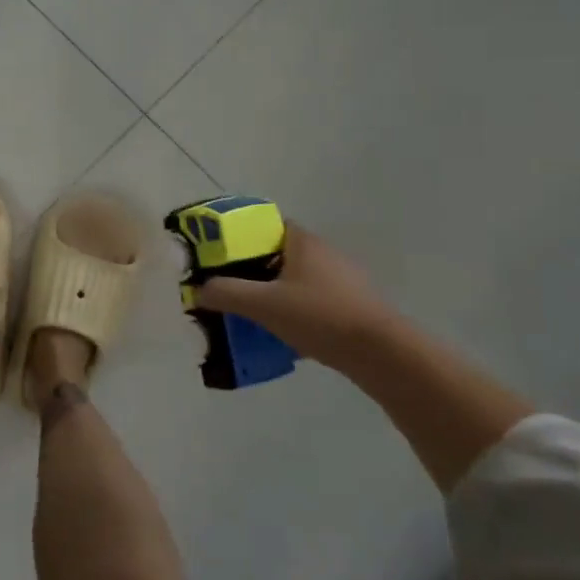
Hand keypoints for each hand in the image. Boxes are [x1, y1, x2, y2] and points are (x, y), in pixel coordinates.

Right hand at [198, 223, 396, 362]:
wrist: (381, 354)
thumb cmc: (319, 316)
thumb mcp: (263, 304)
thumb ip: (225, 293)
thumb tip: (198, 290)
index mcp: (302, 241)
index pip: (265, 225)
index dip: (239, 237)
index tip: (218, 255)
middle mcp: (323, 253)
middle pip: (277, 255)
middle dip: (251, 270)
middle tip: (226, 288)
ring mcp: (341, 281)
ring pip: (294, 281)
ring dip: (272, 294)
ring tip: (248, 314)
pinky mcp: (351, 307)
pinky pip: (311, 303)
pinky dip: (292, 313)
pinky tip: (279, 335)